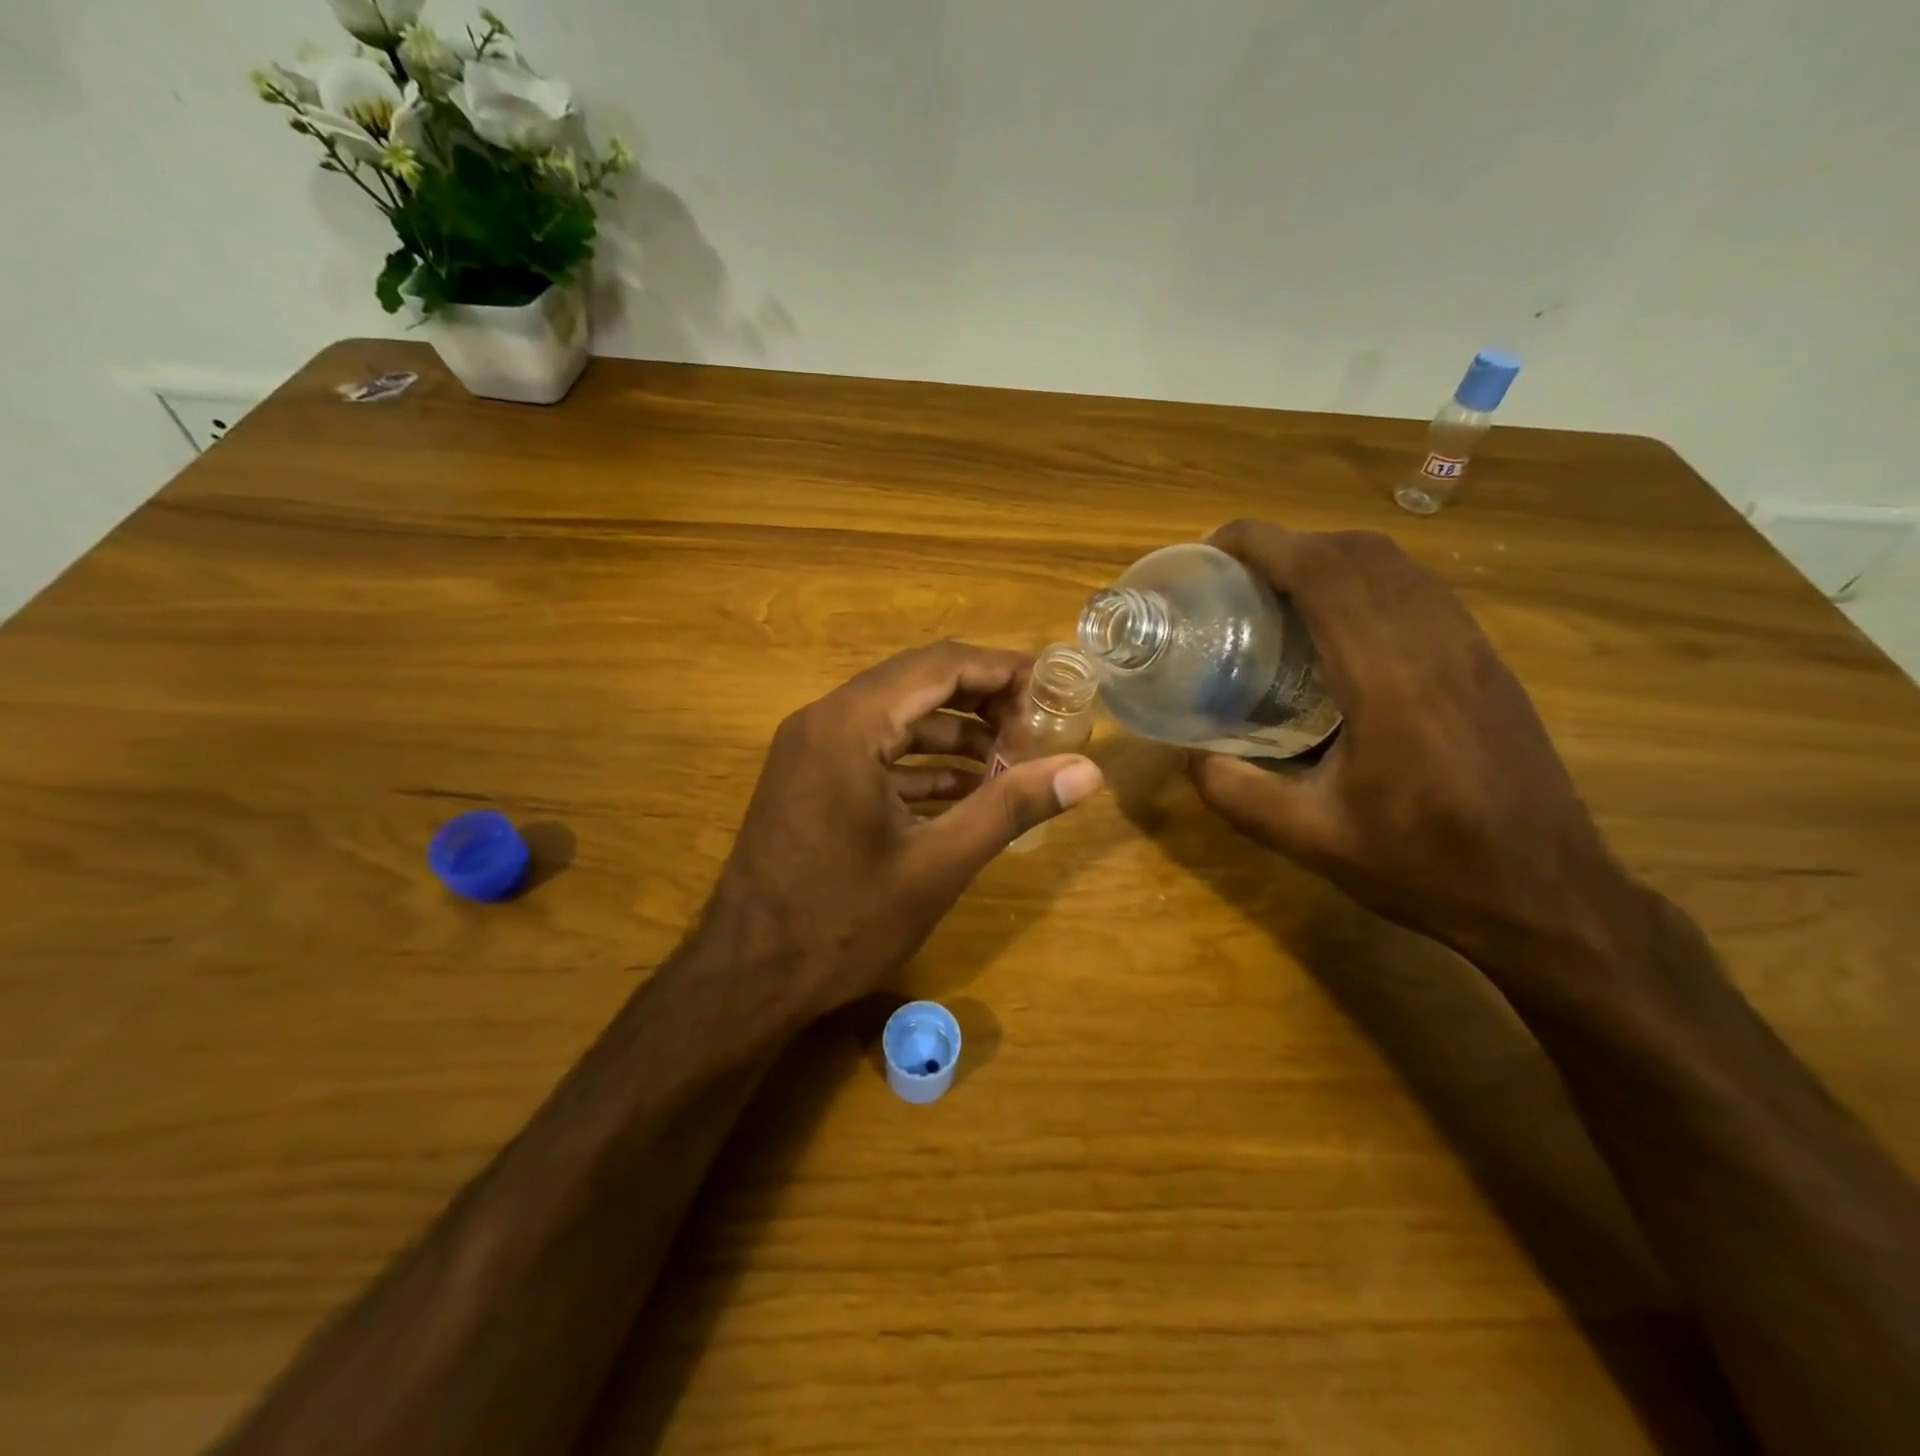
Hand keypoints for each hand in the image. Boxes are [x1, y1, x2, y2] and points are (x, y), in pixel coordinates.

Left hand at [698, 641, 1104, 1019]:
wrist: (747, 979)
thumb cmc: (843, 921)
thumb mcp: (938, 864)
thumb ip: (1012, 807)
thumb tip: (1088, 771)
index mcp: (851, 725)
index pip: (940, 665)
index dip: (1001, 669)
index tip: (1053, 687)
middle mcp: (824, 720)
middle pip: (917, 684)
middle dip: (982, 700)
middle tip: (1039, 725)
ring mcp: (810, 750)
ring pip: (896, 718)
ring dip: (954, 734)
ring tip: (1013, 761)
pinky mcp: (808, 780)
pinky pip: (874, 751)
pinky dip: (920, 763)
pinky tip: (965, 791)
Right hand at [1189, 522, 1643, 976]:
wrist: (1547, 895)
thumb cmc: (1424, 867)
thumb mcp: (1310, 839)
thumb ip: (1235, 792)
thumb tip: (1189, 754)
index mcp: (1388, 678)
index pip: (1323, 571)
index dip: (1263, 543)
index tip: (1213, 548)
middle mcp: (1434, 643)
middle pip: (1358, 552)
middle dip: (1289, 544)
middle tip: (1235, 576)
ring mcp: (1470, 647)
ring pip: (1396, 564)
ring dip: (1330, 558)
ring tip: (1279, 592)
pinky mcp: (1486, 661)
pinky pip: (1420, 590)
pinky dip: (1367, 581)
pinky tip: (1339, 627)